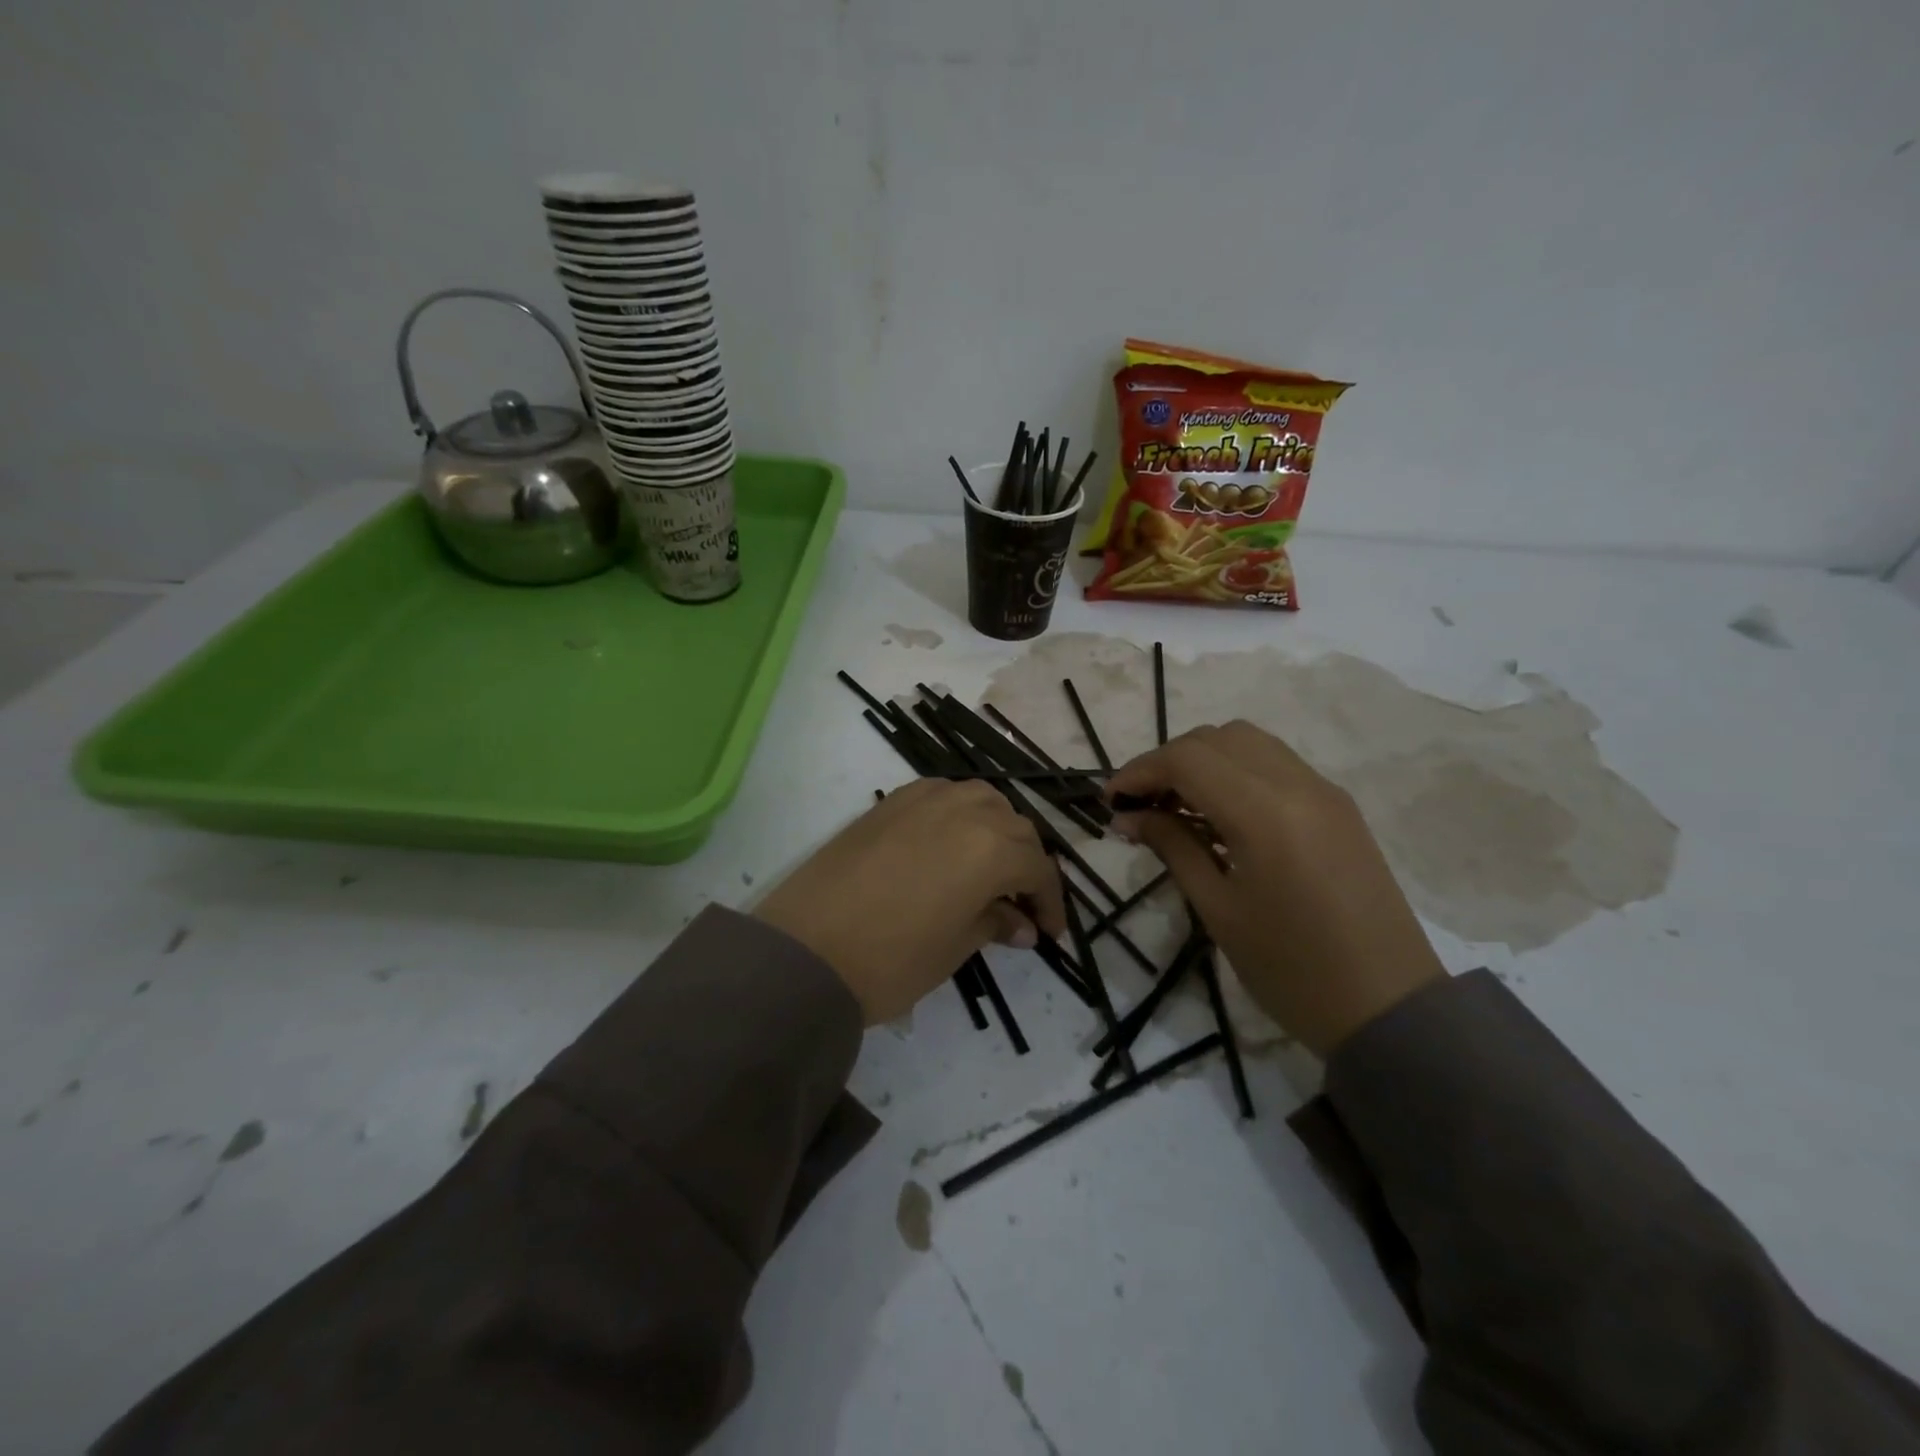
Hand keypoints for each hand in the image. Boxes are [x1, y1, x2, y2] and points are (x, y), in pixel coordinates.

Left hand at [755, 780, 1067, 1025]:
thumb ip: (994, 924)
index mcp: (990, 847)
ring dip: (997, 830)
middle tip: (1022, 903)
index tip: (1049, 932)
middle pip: (1015, 827)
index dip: (1050, 901)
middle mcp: (964, 809)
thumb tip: (1021, 924)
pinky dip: (960, 814)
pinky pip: (943, 795)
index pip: (1037, 868)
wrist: (803, 950)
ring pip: (982, 800)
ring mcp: (924, 798)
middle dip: (1027, 864)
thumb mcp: (954, 948)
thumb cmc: (889, 959)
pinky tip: (952, 842)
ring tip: (990, 866)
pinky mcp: (890, 802)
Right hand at [1107, 721, 1443, 1056]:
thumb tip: (1128, 816)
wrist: (1389, 1008)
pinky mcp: (1338, 806)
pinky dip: (1235, 771)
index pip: (1188, 759)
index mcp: (1266, 813)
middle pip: (1216, 738)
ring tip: (1175, 804)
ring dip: (1202, 760)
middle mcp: (1298, 785)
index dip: (1140, 771)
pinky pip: (1274, 764)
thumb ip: (1173, 848)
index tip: (1110, 800)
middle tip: (1139, 804)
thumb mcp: (1219, 910)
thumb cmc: (1292, 969)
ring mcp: (1324, 791)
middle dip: (1167, 761)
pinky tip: (1218, 812)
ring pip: (1247, 742)